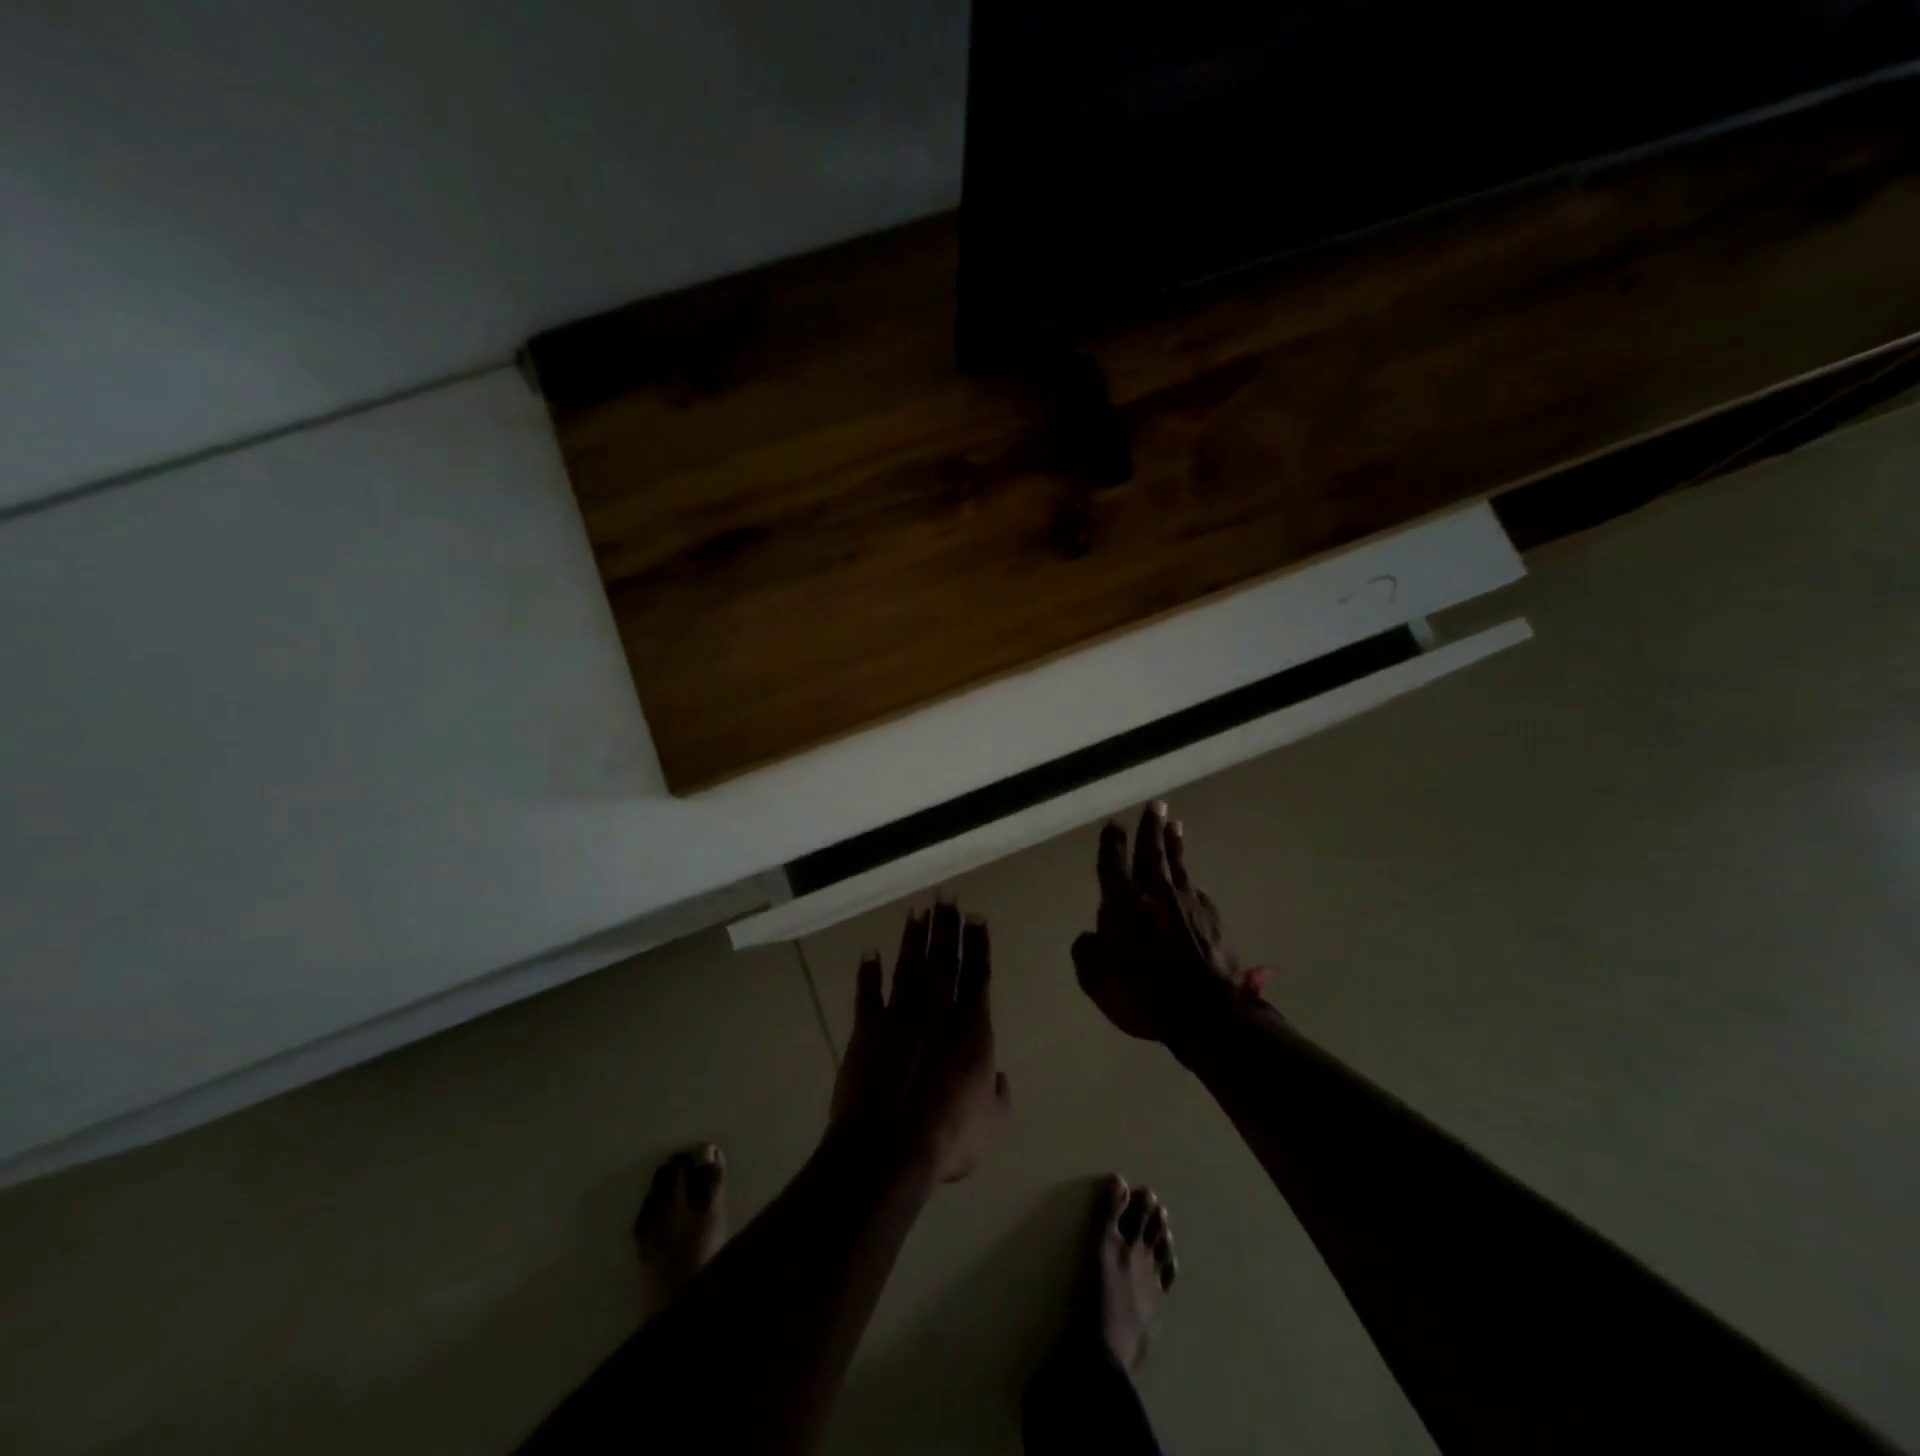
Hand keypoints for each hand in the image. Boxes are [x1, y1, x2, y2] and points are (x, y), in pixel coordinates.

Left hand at [830, 899, 1011, 1182]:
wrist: (889, 1145)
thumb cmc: (948, 1136)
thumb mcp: (991, 1123)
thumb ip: (999, 1096)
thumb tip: (1001, 1078)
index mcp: (971, 1027)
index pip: (977, 974)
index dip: (977, 943)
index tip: (976, 915)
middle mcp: (938, 1010)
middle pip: (944, 959)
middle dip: (946, 925)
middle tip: (946, 895)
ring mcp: (900, 1015)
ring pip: (909, 965)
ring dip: (913, 937)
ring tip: (918, 909)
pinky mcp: (868, 1027)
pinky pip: (868, 992)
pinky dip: (868, 972)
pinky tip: (870, 953)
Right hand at [1072, 802, 1261, 1043]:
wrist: (1206, 1013)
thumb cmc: (1143, 993)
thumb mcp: (1095, 978)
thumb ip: (1087, 950)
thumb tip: (1091, 936)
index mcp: (1123, 901)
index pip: (1114, 862)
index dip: (1112, 842)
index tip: (1114, 824)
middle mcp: (1156, 893)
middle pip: (1151, 851)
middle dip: (1151, 827)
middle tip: (1157, 805)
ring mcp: (1188, 904)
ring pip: (1178, 865)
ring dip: (1174, 844)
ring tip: (1176, 825)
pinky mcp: (1213, 921)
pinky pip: (1197, 893)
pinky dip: (1190, 884)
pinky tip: (1191, 884)